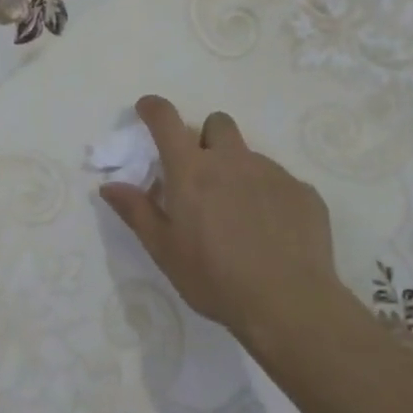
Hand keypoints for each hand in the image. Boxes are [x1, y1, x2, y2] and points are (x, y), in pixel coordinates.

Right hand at [101, 95, 342, 348]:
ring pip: (249, 155)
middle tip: (202, 175)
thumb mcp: (165, 251)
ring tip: (240, 215)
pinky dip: (269, 196)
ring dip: (238, 171)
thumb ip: (137, 211)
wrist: (289, 304)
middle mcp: (232, 160)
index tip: (147, 110)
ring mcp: (272, 172)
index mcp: (192, 170)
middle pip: (217, 123)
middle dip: (206, 138)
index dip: (153, 108)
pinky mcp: (303, 191)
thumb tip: (109, 185)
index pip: (166, 120)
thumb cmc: (215, 278)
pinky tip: (271, 232)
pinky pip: (280, 181)